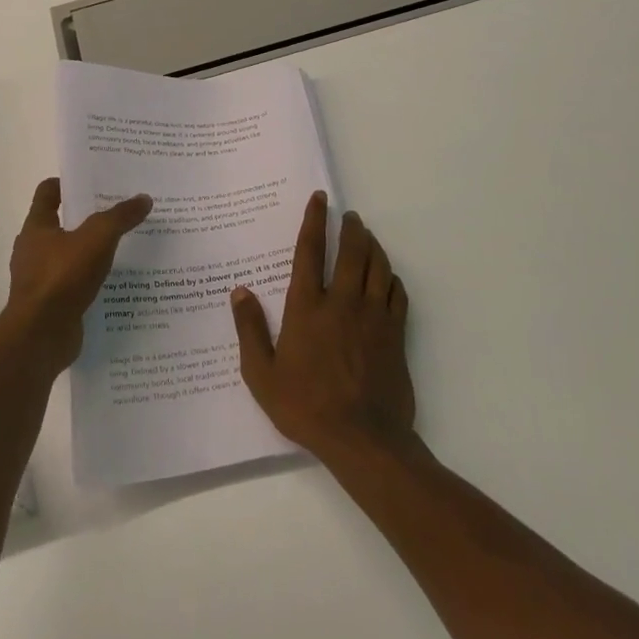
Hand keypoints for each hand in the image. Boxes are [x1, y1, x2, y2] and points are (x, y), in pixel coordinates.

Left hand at [0, 178, 152, 372]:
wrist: (40, 336)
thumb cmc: (62, 277)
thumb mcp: (97, 239)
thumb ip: (120, 217)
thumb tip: (143, 198)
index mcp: (37, 227)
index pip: (48, 192)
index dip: (68, 183)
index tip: (95, 180)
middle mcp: (34, 249)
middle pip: (62, 223)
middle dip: (88, 217)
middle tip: (121, 211)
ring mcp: (41, 278)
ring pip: (70, 255)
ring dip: (92, 251)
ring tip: (125, 247)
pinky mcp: (52, 303)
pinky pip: (75, 284)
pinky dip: (92, 280)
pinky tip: (116, 282)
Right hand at [230, 191, 416, 462]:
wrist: (363, 438)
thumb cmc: (305, 406)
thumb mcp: (261, 374)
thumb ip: (250, 329)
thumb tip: (240, 291)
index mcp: (307, 307)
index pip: (310, 252)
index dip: (314, 221)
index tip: (319, 199)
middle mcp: (343, 302)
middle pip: (351, 251)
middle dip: (350, 228)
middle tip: (350, 216)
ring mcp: (374, 317)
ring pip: (378, 267)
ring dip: (373, 246)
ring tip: (367, 236)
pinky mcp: (396, 334)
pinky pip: (398, 294)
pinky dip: (392, 278)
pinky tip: (387, 277)